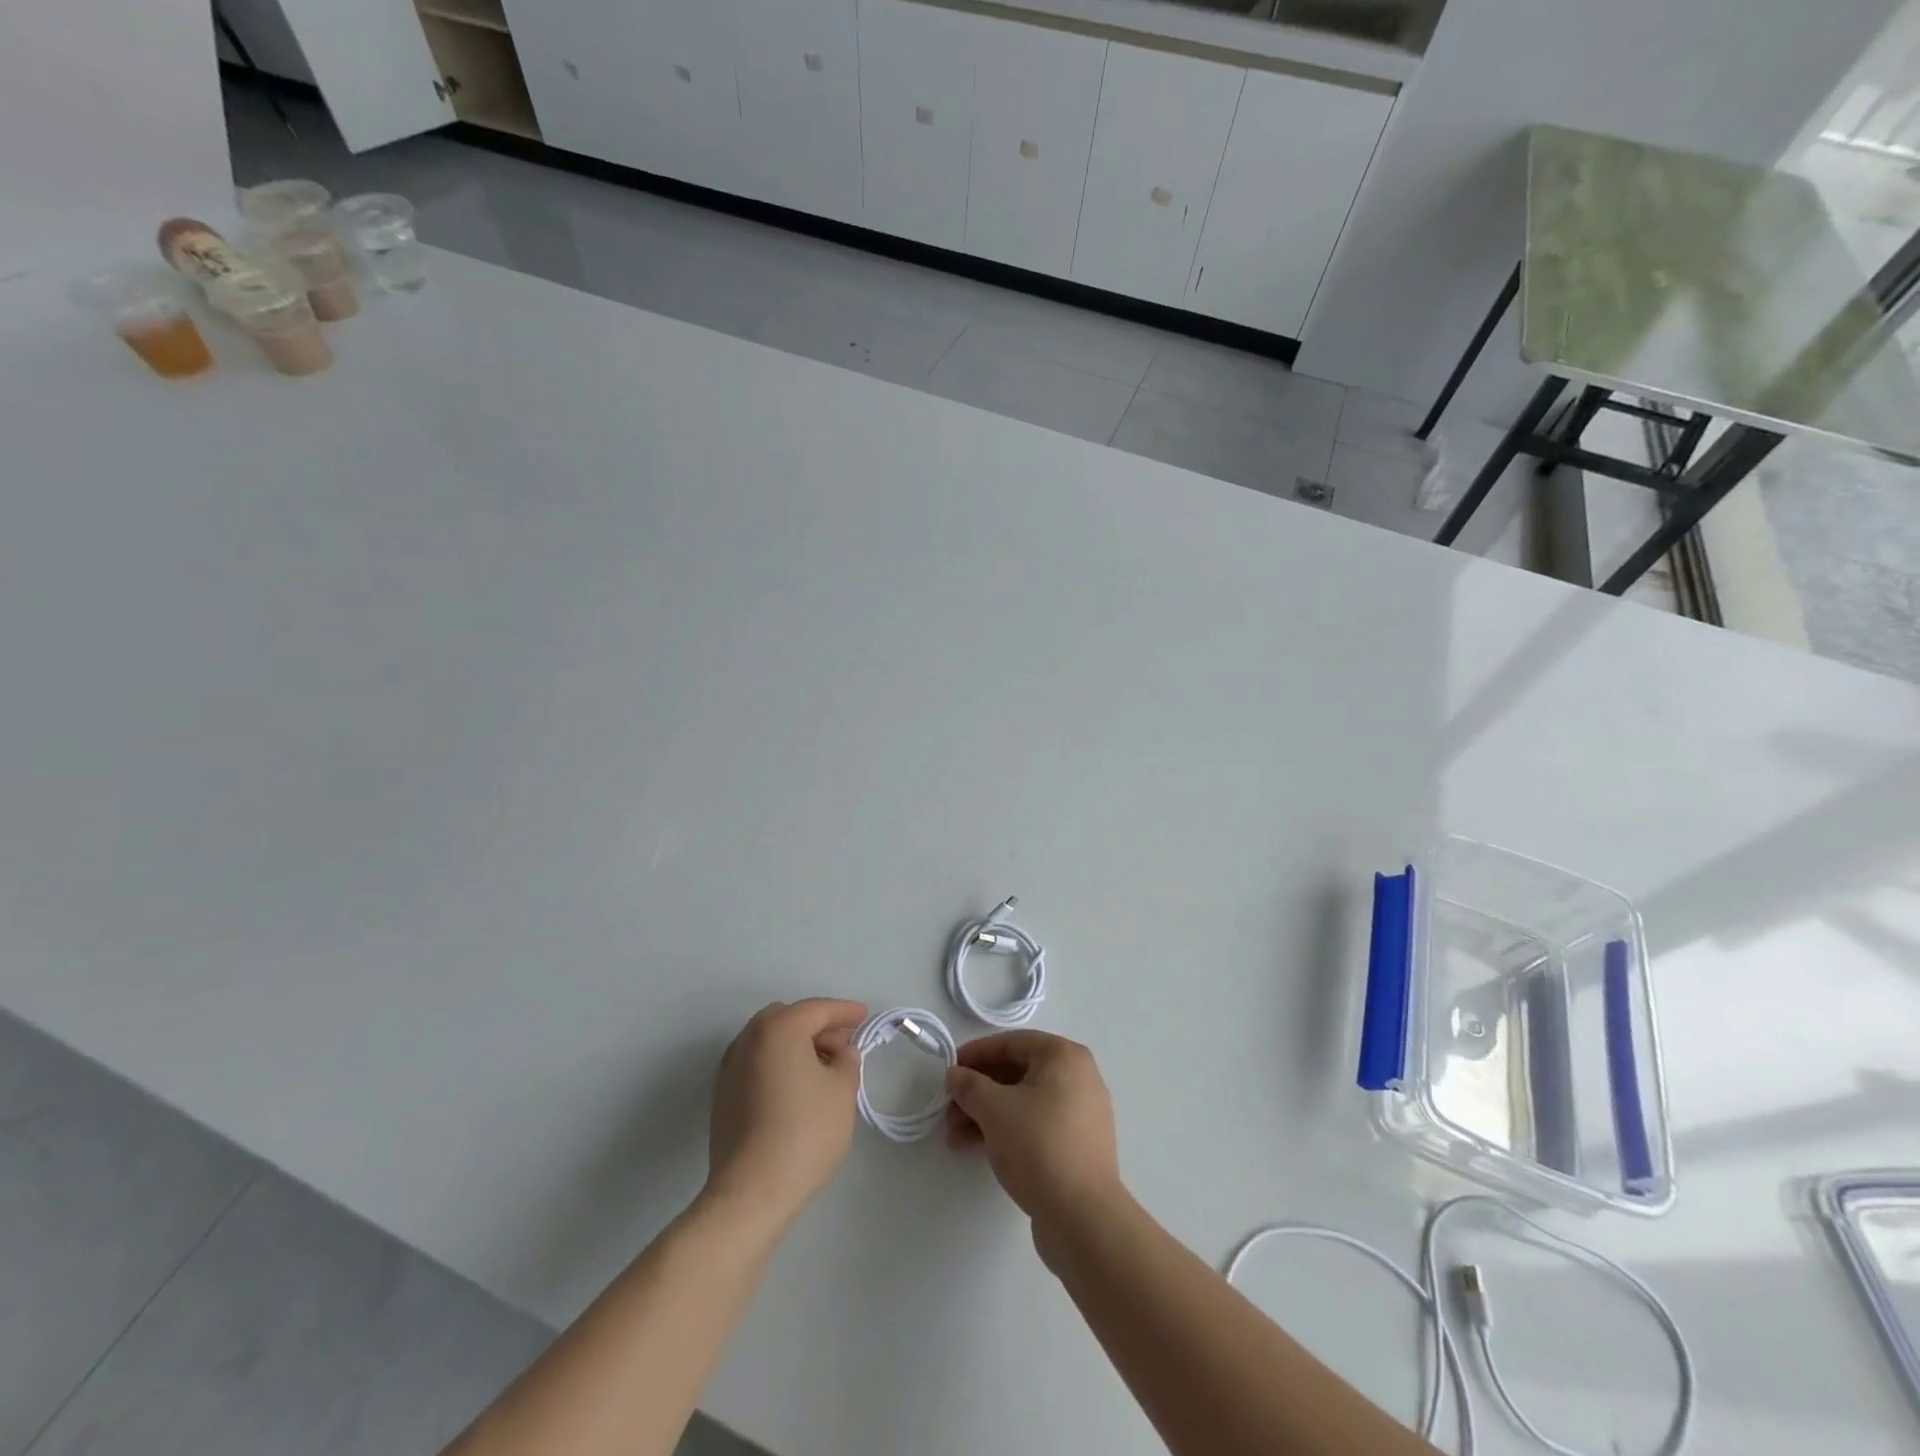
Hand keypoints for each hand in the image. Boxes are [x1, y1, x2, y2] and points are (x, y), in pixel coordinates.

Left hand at [706, 999, 867, 1227]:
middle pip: (789, 1019)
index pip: (817, 1010)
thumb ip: (846, 1059)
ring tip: (824, 1068)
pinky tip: (797, 1088)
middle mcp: (748, 1039)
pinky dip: (780, 1064)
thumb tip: (838, 1052)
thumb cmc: (804, 1133)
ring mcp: (730, 1067)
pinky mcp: (723, 1095)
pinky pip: (758, 1063)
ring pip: (770, 1041)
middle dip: (818, 1026)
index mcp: (778, 1029)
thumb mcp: (842, 1091)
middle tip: (844, 1045)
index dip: (845, 1011)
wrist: (750, 1193)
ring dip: (797, 1045)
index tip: (864, 1015)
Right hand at [945, 1031, 1122, 1237]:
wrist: (1083, 1217)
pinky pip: (1035, 1125)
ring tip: (953, 1135)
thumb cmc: (1038, 1145)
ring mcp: (1079, 1113)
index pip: (1012, 1043)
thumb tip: (956, 1075)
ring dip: (986, 1114)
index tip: (949, 1069)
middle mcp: (1077, 1077)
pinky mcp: (1076, 1146)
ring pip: (1023, 1102)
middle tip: (948, 1108)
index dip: (976, 1054)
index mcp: (1064, 1056)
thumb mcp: (994, 1109)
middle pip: (1017, 1073)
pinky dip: (1006, 1131)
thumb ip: (969, 1085)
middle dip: (978, 1091)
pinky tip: (975, 1148)